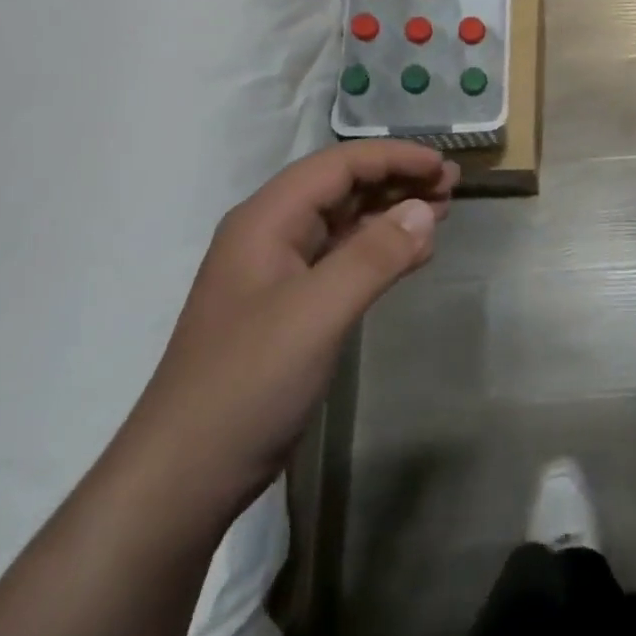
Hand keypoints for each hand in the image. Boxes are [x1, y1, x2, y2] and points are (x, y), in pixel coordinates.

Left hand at [121, 140, 458, 516]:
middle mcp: (270, 235)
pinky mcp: (290, 307)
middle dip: (398, 179)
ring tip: (444, 209)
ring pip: (345, 221)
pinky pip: (343, 258)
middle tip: (452, 185)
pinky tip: (414, 253)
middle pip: (342, 187)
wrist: (183, 478)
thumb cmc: (247, 383)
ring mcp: (278, 273)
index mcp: (266, 221)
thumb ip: (374, 255)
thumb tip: (426, 209)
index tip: (443, 165)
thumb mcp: (317, 313)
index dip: (394, 157)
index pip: (338, 165)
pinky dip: (381, 248)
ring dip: (393, 210)